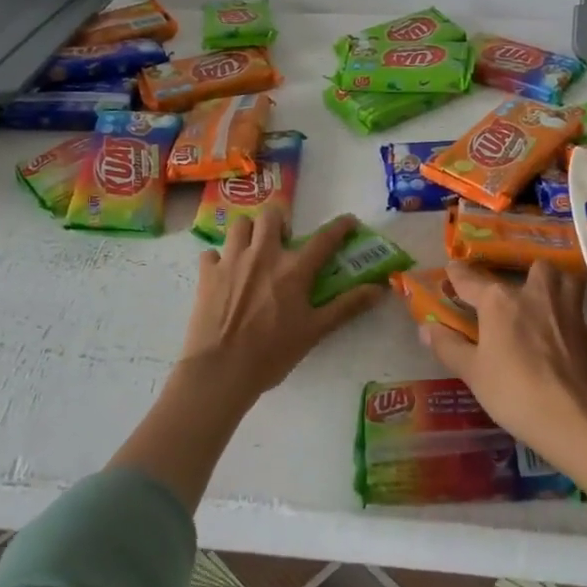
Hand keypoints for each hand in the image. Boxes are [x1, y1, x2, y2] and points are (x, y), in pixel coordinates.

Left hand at [179, 206, 380, 400]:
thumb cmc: (271, 354)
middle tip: (283, 242)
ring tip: (253, 250)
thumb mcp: (315, 331)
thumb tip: (379, 289)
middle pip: (271, 215)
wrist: (220, 371)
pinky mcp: (206, 274)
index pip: (324, 238)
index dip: (340, 226)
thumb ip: (347, 306)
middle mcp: (263, 255)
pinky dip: (219, 258)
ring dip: (249, 232)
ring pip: (240, 225)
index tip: (349, 221)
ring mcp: (231, 261)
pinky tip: (224, 273)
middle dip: (280, 222)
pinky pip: (211, 252)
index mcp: (293, 269)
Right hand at [420, 261, 586, 470]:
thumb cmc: (513, 391)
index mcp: (500, 301)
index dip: (458, 274)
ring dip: (560, 287)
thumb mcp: (472, 372)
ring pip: (569, 283)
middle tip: (519, 291)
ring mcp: (569, 312)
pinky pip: (586, 322)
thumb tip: (426, 328)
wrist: (571, 416)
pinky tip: (572, 341)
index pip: (471, 279)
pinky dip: (579, 328)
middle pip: (536, 267)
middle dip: (528, 273)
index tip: (452, 269)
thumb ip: (448, 346)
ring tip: (549, 302)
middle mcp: (536, 295)